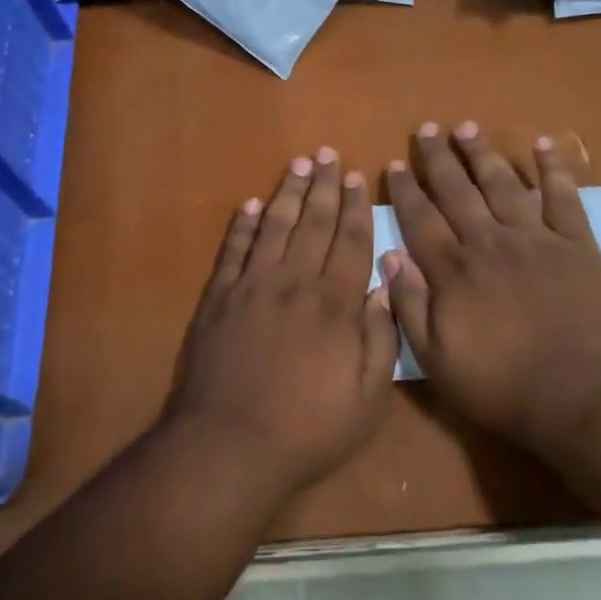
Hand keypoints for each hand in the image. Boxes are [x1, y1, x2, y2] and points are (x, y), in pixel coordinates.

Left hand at [164, 148, 397, 496]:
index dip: (356, 208)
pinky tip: (251, 205)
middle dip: (324, 186)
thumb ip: (381, 339)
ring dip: (287, 193)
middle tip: (328, 154)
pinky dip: (243, 225)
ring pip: (274, 227)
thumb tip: (383, 287)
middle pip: (313, 223)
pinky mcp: (218, 299)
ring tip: (297, 165)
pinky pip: (233, 250)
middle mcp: (294, 282)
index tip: (358, 178)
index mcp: (334, 303)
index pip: (350, 241)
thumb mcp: (367, 398)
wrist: (229, 445)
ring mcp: (251, 286)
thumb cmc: (308, 429)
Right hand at [383, 123, 600, 454]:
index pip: (421, 219)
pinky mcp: (576, 244)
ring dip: (483, 153)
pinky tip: (544, 144)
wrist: (581, 395)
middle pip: (457, 191)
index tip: (396, 164)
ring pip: (502, 184)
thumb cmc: (502, 385)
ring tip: (467, 127)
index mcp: (454, 270)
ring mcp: (535, 239)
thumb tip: (389, 255)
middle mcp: (489, 242)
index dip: (406, 190)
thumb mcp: (437, 359)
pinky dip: (554, 168)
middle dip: (439, 159)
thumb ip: (409, 305)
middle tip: (427, 129)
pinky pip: (563, 197)